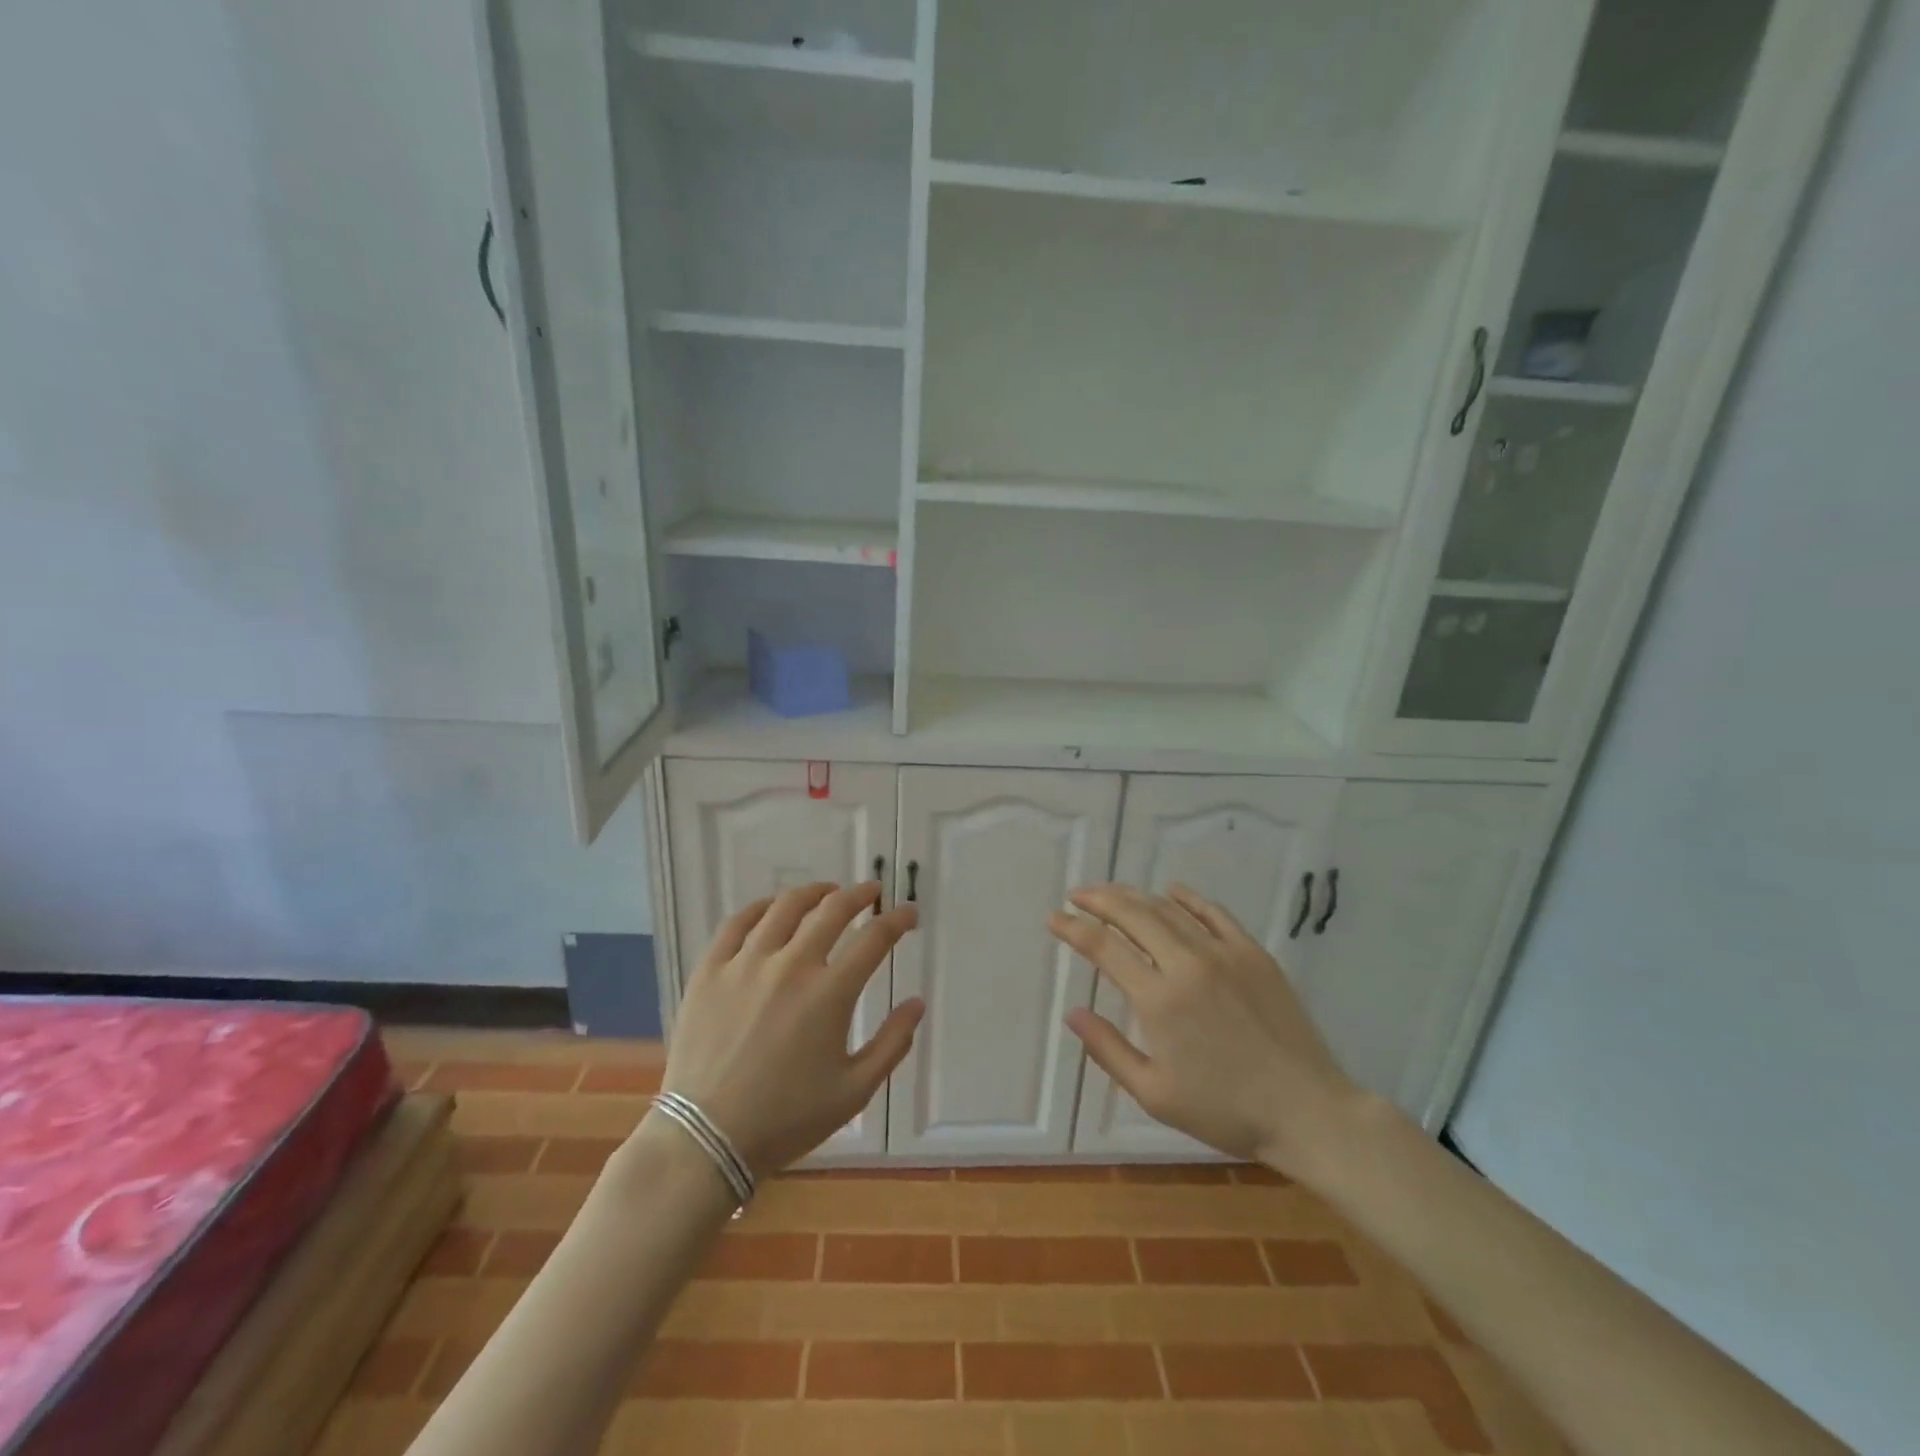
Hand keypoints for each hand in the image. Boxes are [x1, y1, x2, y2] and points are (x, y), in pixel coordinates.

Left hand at [661, 882, 921, 1176]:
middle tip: (872, 893)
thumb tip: (917, 1003)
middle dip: (860, 895)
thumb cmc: (786, 1119)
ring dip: (814, 893)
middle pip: (833, 910)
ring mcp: (746, 963)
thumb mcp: (853, 1091)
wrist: (706, 1139)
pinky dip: (761, 907)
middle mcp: (791, 965)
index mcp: (830, 994)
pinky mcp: (711, 970)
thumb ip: (892, 1044)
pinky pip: (737, 923)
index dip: (897, 920)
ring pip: (785, 908)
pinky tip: (772, 908)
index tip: (908, 915)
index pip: (874, 938)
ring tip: (827, 893)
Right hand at [1049, 883, 1361, 1178]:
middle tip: (1077, 895)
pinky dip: (1187, 898)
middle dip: (1098, 899)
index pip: (1104, 947)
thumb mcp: (1155, 1093)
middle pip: (1133, 914)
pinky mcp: (1253, 953)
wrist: (1307, 1110)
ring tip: (1112, 894)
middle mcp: (1187, 963)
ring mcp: (1224, 953)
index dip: (1073, 928)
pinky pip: (1213, 913)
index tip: (1053, 918)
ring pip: (1169, 909)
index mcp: (1159, 999)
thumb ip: (1108, 1049)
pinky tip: (1171, 891)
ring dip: (1134, 895)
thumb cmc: (1226, 1110)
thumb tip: (1072, 1014)